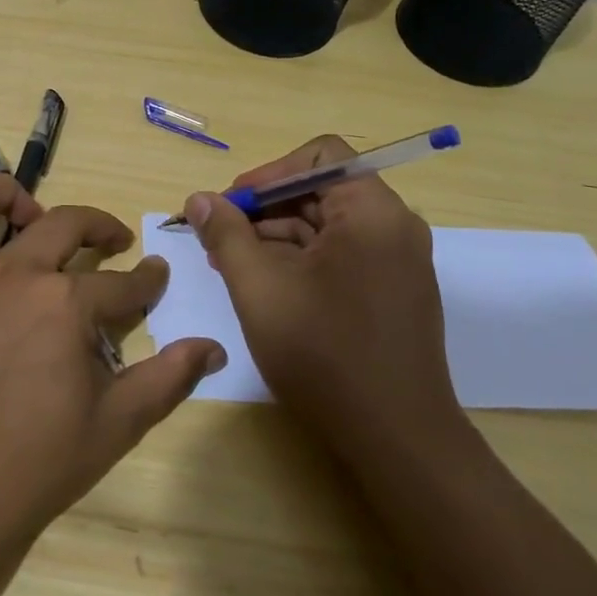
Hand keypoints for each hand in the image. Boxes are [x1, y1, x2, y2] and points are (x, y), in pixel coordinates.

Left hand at [0, 172, 225, 543]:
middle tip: (110, 242)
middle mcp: (8, 274)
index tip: (156, 276)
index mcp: (62, 303)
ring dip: (4, 195)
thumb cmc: (34, 466)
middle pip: (62, 224)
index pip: (121, 282)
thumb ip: (168, 378)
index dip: (147, 280)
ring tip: (26, 213)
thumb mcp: (116, 425)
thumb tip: (214, 347)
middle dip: (98, 226)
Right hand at [183, 135, 468, 466]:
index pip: (320, 155)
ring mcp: (397, 261)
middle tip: (220, 237)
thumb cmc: (324, 355)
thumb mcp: (259, 288)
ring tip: (231, 264)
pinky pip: (341, 254)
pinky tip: (265, 286)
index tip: (232, 205)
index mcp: (372, 213)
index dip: (269, 172)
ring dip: (276, 235)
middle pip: (321, 189)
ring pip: (327, 225)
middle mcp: (393, 227)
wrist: (397, 440)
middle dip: (265, 208)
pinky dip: (300, 260)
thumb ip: (226, 235)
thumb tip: (199, 199)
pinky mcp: (393, 291)